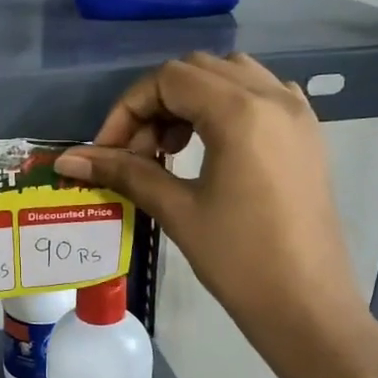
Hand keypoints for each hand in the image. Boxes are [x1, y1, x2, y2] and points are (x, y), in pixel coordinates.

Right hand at [55, 53, 377, 377]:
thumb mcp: (177, 210)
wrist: (308, 307)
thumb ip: (124, 172)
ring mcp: (297, 113)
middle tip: (137, 153)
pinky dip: (225, 105)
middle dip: (156, 103)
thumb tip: (68, 159)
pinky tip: (211, 145)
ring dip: (190, 100)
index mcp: (241, 112)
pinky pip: (260, 93)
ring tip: (171, 148)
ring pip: (230, 75)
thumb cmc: (239, 260)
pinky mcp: (307, 133)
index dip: (128, 109)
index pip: (168, 80)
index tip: (108, 151)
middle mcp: (273, 97)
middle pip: (197, 70)